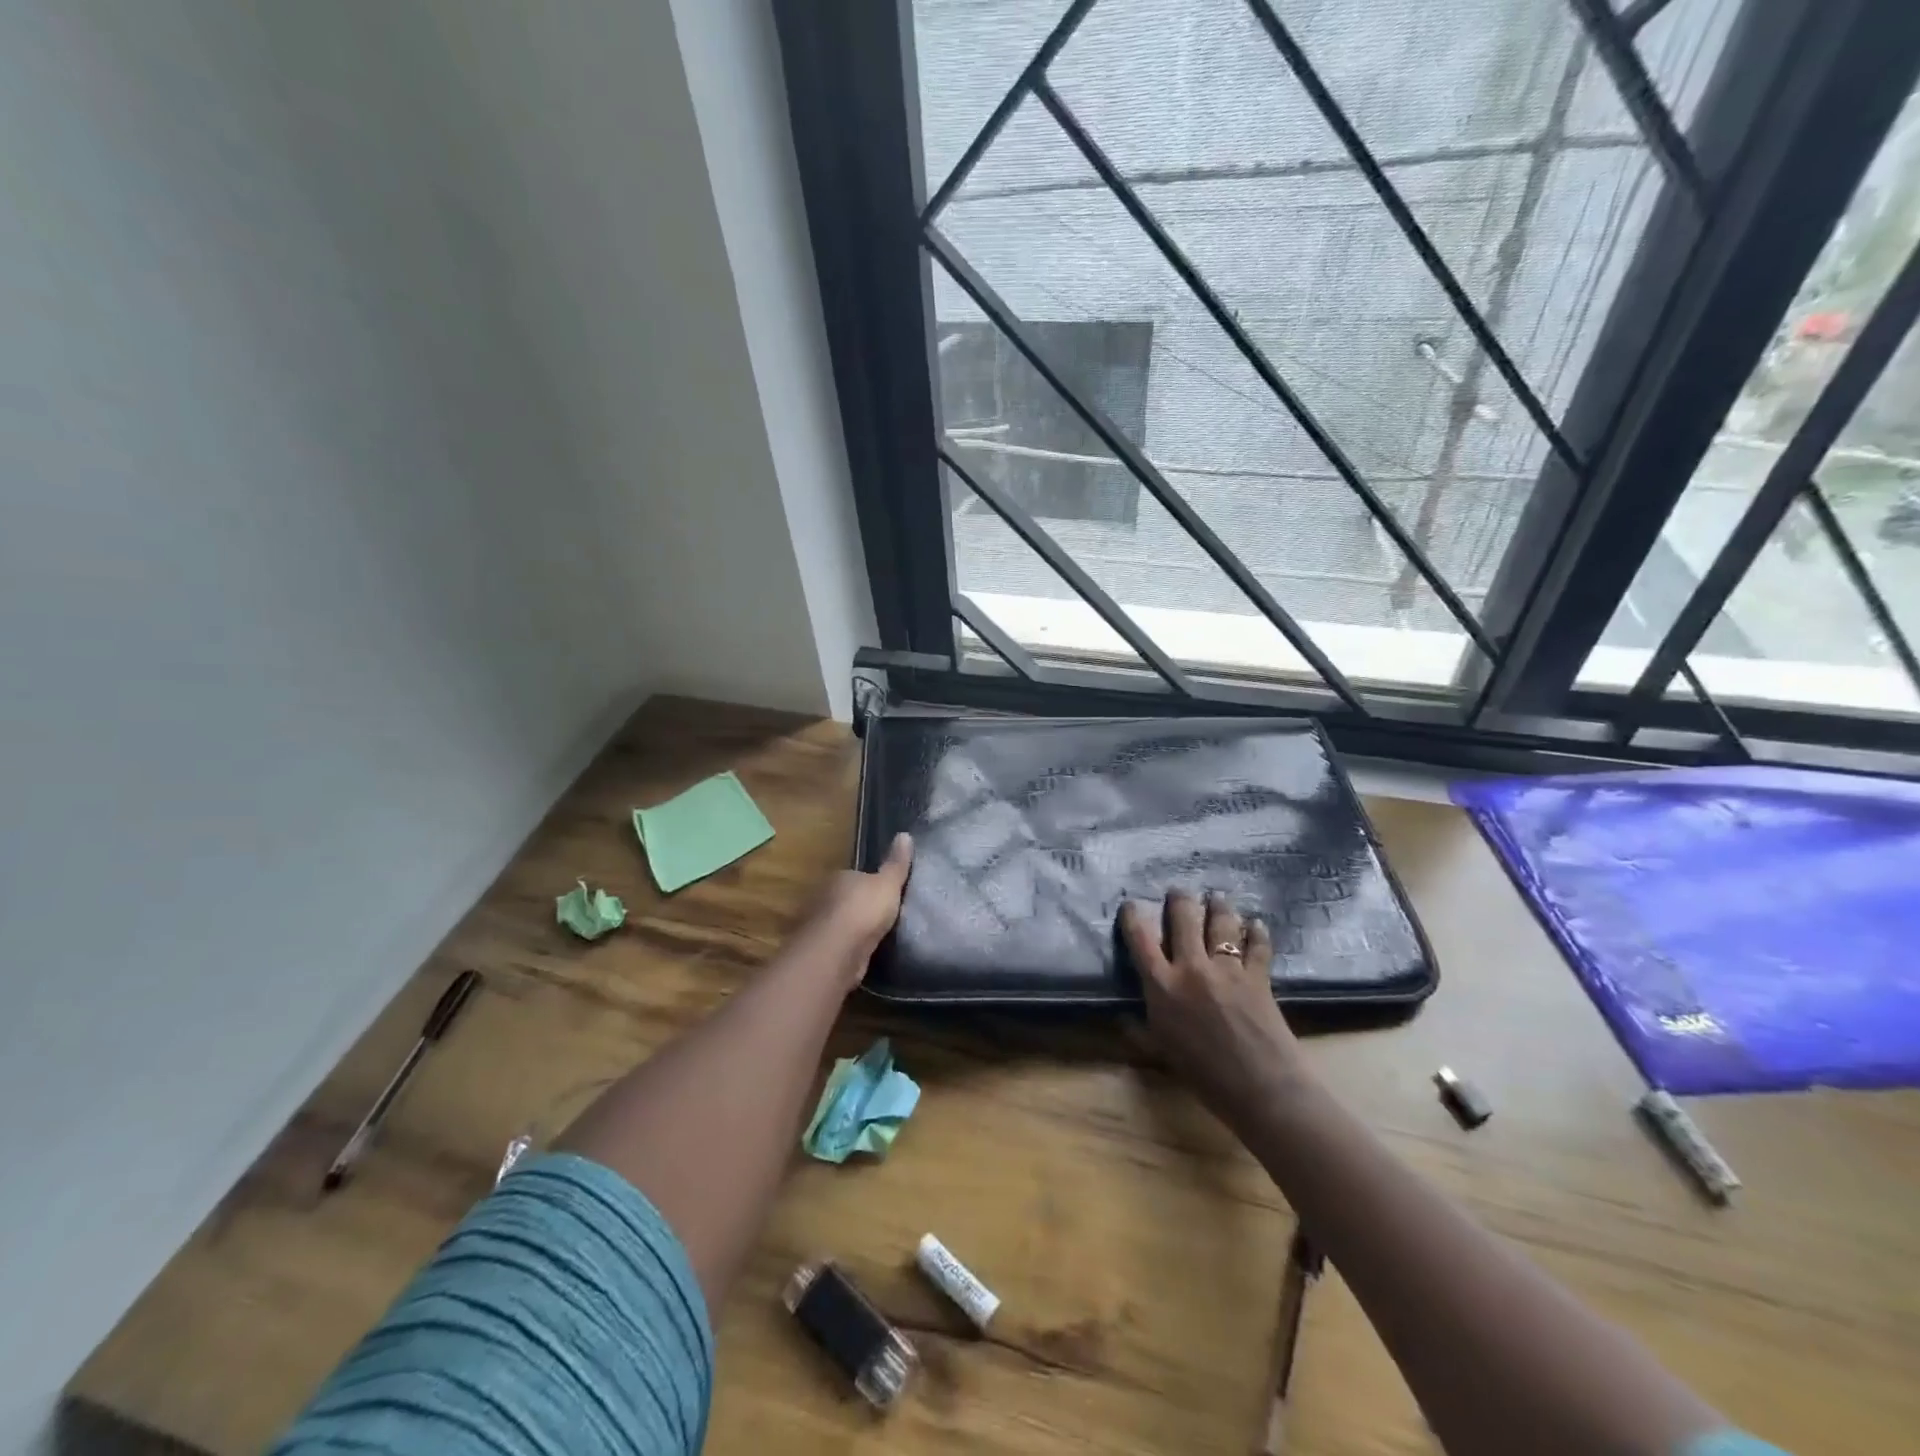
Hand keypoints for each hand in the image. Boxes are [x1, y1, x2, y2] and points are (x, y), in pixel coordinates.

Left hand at [807, 832, 913, 984]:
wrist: (836, 953)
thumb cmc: (863, 911)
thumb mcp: (888, 884)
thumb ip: (896, 864)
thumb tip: (905, 834)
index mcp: (839, 877)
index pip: (855, 876)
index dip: (870, 884)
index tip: (886, 893)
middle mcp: (823, 897)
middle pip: (845, 899)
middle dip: (860, 907)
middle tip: (884, 917)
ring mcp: (818, 925)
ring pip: (840, 924)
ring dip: (852, 930)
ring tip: (876, 938)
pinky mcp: (819, 952)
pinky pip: (837, 946)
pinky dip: (847, 949)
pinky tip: (862, 956)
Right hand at [1120, 890, 1304, 1122]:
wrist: (1261, 1089)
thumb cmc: (1204, 1077)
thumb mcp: (1162, 1052)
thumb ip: (1140, 1029)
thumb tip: (1122, 1017)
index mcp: (1162, 986)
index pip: (1140, 939)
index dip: (1134, 916)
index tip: (1132, 904)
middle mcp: (1192, 968)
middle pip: (1184, 918)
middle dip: (1180, 900)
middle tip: (1179, 891)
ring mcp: (1228, 969)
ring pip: (1221, 923)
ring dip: (1218, 906)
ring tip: (1217, 897)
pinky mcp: (1258, 976)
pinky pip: (1257, 945)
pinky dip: (1256, 932)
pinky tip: (1256, 924)